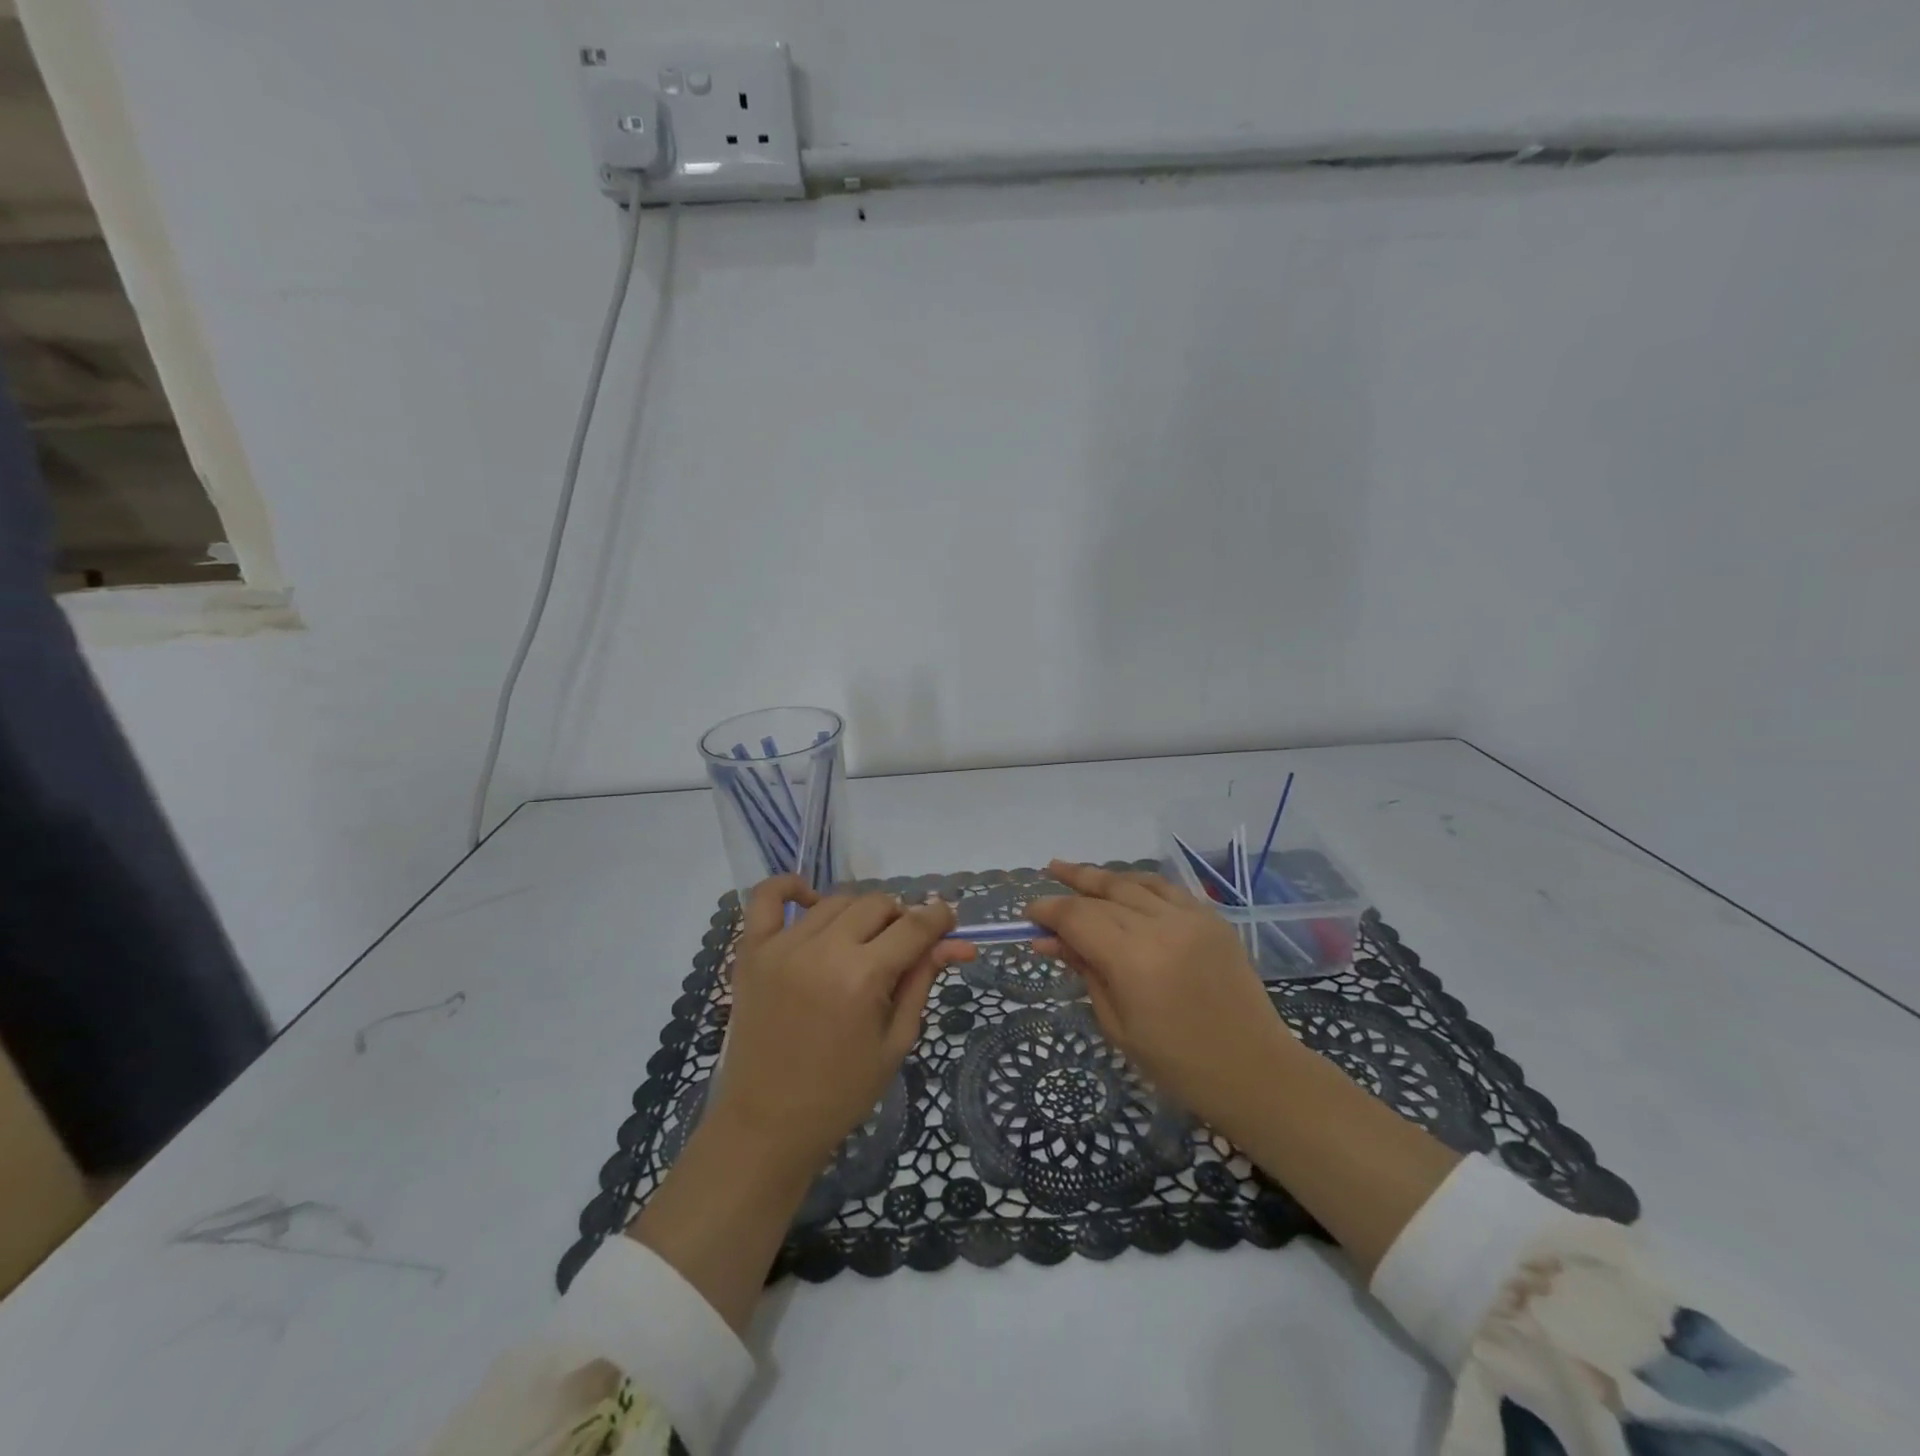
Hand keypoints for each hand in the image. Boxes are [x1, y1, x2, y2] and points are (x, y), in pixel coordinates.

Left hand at [630, 876, 972, 1331]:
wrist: (767, 1123)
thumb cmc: (842, 1091)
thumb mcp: (895, 1041)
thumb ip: (922, 982)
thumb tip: (957, 944)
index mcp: (863, 978)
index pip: (914, 926)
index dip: (938, 918)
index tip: (947, 919)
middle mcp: (824, 951)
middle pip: (877, 905)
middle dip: (899, 920)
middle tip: (900, 949)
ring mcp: (783, 946)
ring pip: (836, 901)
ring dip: (858, 914)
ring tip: (861, 943)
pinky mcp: (752, 951)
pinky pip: (767, 897)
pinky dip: (789, 886)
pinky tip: (810, 898)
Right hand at [1031, 859, 1460, 1274]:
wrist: (1254, 1070)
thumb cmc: (1177, 1064)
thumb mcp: (1117, 1025)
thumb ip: (1084, 971)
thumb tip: (1050, 940)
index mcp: (1133, 960)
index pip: (1078, 917)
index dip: (1049, 910)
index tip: (1029, 914)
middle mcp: (1161, 926)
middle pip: (1104, 893)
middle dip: (1072, 886)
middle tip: (1047, 873)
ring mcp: (1191, 917)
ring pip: (1135, 882)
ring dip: (1103, 876)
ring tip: (1075, 870)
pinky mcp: (1212, 918)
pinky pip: (1167, 888)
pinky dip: (1139, 883)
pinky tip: (1124, 885)